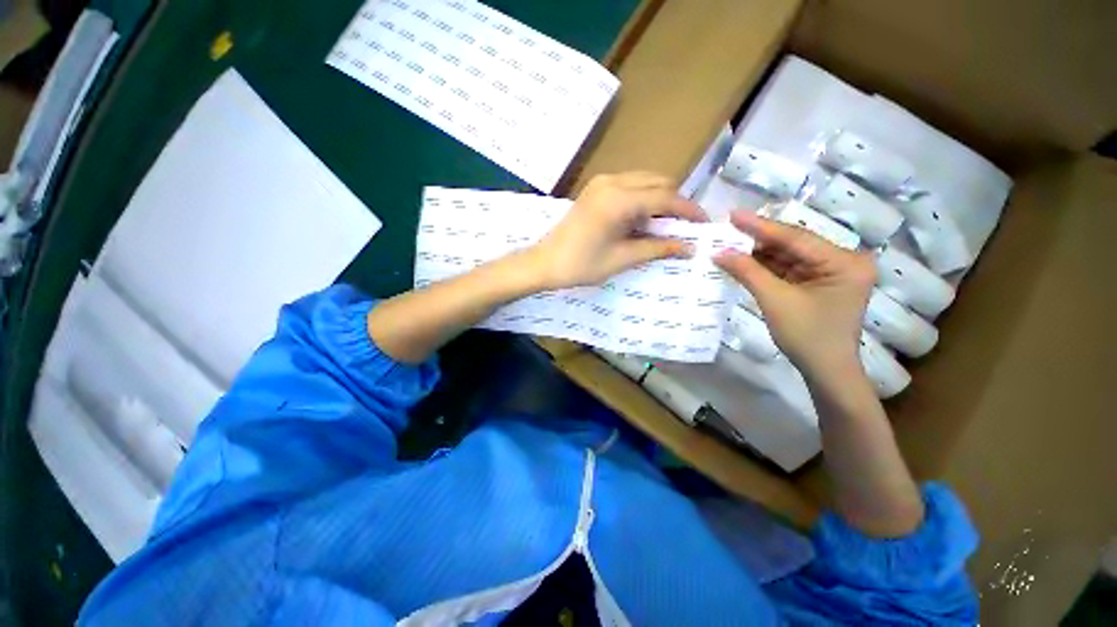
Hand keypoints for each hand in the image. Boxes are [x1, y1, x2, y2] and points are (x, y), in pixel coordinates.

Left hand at [528, 172, 705, 288]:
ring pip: (644, 181)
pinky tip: (643, 220)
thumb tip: (688, 248)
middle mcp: (612, 181)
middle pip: (658, 182)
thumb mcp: (622, 258)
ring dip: (659, 199)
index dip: (688, 210)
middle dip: (675, 203)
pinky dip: (643, 199)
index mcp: (619, 199)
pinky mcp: (595, 189)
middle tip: (683, 228)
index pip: (665, 197)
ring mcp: (602, 182)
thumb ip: (657, 248)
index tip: (703, 225)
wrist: (544, 262)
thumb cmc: (581, 265)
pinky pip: (629, 186)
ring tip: (665, 226)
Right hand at [714, 210, 875, 376]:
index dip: (760, 226)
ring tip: (729, 243)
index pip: (796, 238)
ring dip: (758, 253)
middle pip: (792, 245)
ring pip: (787, 256)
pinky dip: (764, 267)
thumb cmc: (806, 336)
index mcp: (844, 262)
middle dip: (757, 240)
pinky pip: (787, 268)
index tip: (732, 214)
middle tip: (726, 229)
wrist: (824, 371)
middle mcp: (842, 260)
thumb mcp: (774, 301)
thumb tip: (718, 252)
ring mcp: (831, 271)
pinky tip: (743, 260)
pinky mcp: (818, 282)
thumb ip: (747, 272)